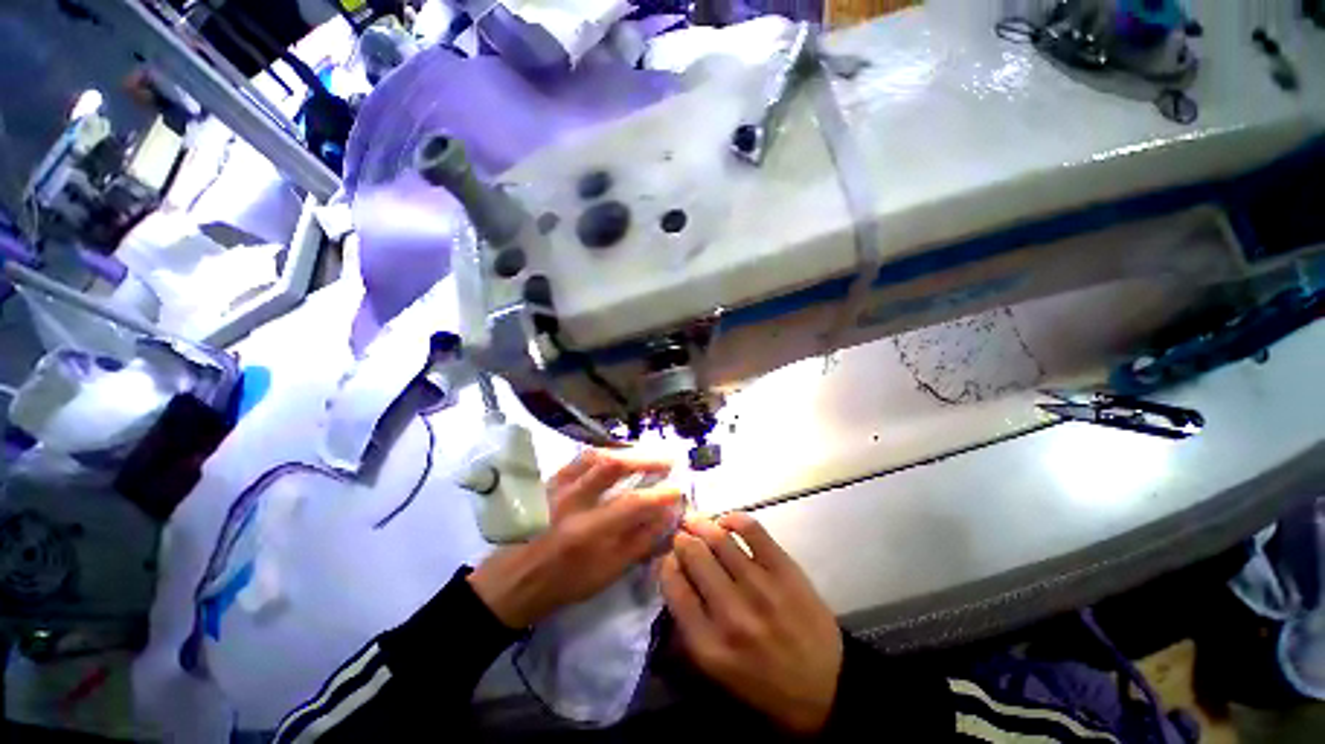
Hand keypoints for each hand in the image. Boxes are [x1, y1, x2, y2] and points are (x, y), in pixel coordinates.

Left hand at [469, 450, 680, 628]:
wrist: (511, 582)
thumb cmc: (561, 585)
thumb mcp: (605, 574)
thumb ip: (638, 543)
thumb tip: (665, 517)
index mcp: (585, 533)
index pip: (632, 504)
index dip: (660, 495)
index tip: (678, 490)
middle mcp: (570, 502)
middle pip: (610, 465)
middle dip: (644, 459)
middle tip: (666, 460)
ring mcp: (557, 487)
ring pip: (594, 455)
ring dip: (625, 452)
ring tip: (644, 455)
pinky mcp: (549, 481)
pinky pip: (580, 458)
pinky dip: (604, 453)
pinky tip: (616, 457)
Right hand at [660, 513, 842, 734]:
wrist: (826, 686)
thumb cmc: (764, 683)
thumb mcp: (716, 671)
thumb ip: (688, 628)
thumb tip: (674, 578)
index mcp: (709, 645)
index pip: (674, 588)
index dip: (666, 565)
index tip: (668, 558)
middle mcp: (731, 612)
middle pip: (694, 556)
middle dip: (682, 540)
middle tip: (681, 535)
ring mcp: (760, 587)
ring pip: (719, 538)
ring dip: (701, 525)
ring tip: (696, 522)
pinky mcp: (784, 569)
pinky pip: (751, 530)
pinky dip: (733, 519)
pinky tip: (726, 522)